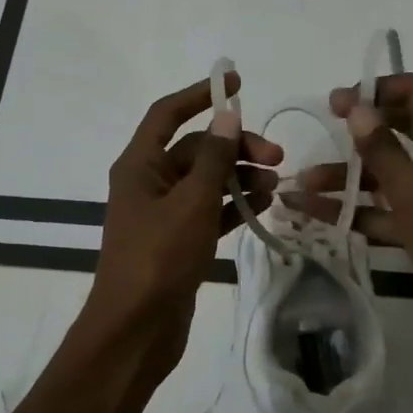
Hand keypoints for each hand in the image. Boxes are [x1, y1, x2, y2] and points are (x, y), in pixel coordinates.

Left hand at [84, 72, 282, 379]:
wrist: (136, 330)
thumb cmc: (159, 258)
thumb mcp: (191, 202)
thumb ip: (213, 158)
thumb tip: (227, 115)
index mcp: (139, 165)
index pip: (168, 114)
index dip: (200, 95)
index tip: (236, 83)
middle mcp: (149, 183)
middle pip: (196, 150)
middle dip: (235, 146)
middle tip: (276, 156)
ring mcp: (164, 214)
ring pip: (207, 181)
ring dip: (240, 176)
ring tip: (276, 182)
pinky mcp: (179, 241)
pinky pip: (210, 211)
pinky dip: (234, 204)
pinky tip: (264, 203)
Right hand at [287, 73, 412, 370]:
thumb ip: (381, 148)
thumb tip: (356, 107)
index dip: (376, 91)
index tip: (336, 102)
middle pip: (398, 131)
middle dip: (357, 132)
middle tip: (319, 128)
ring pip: (385, 175)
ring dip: (346, 177)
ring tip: (301, 184)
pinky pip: (383, 211)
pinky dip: (352, 212)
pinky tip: (313, 214)